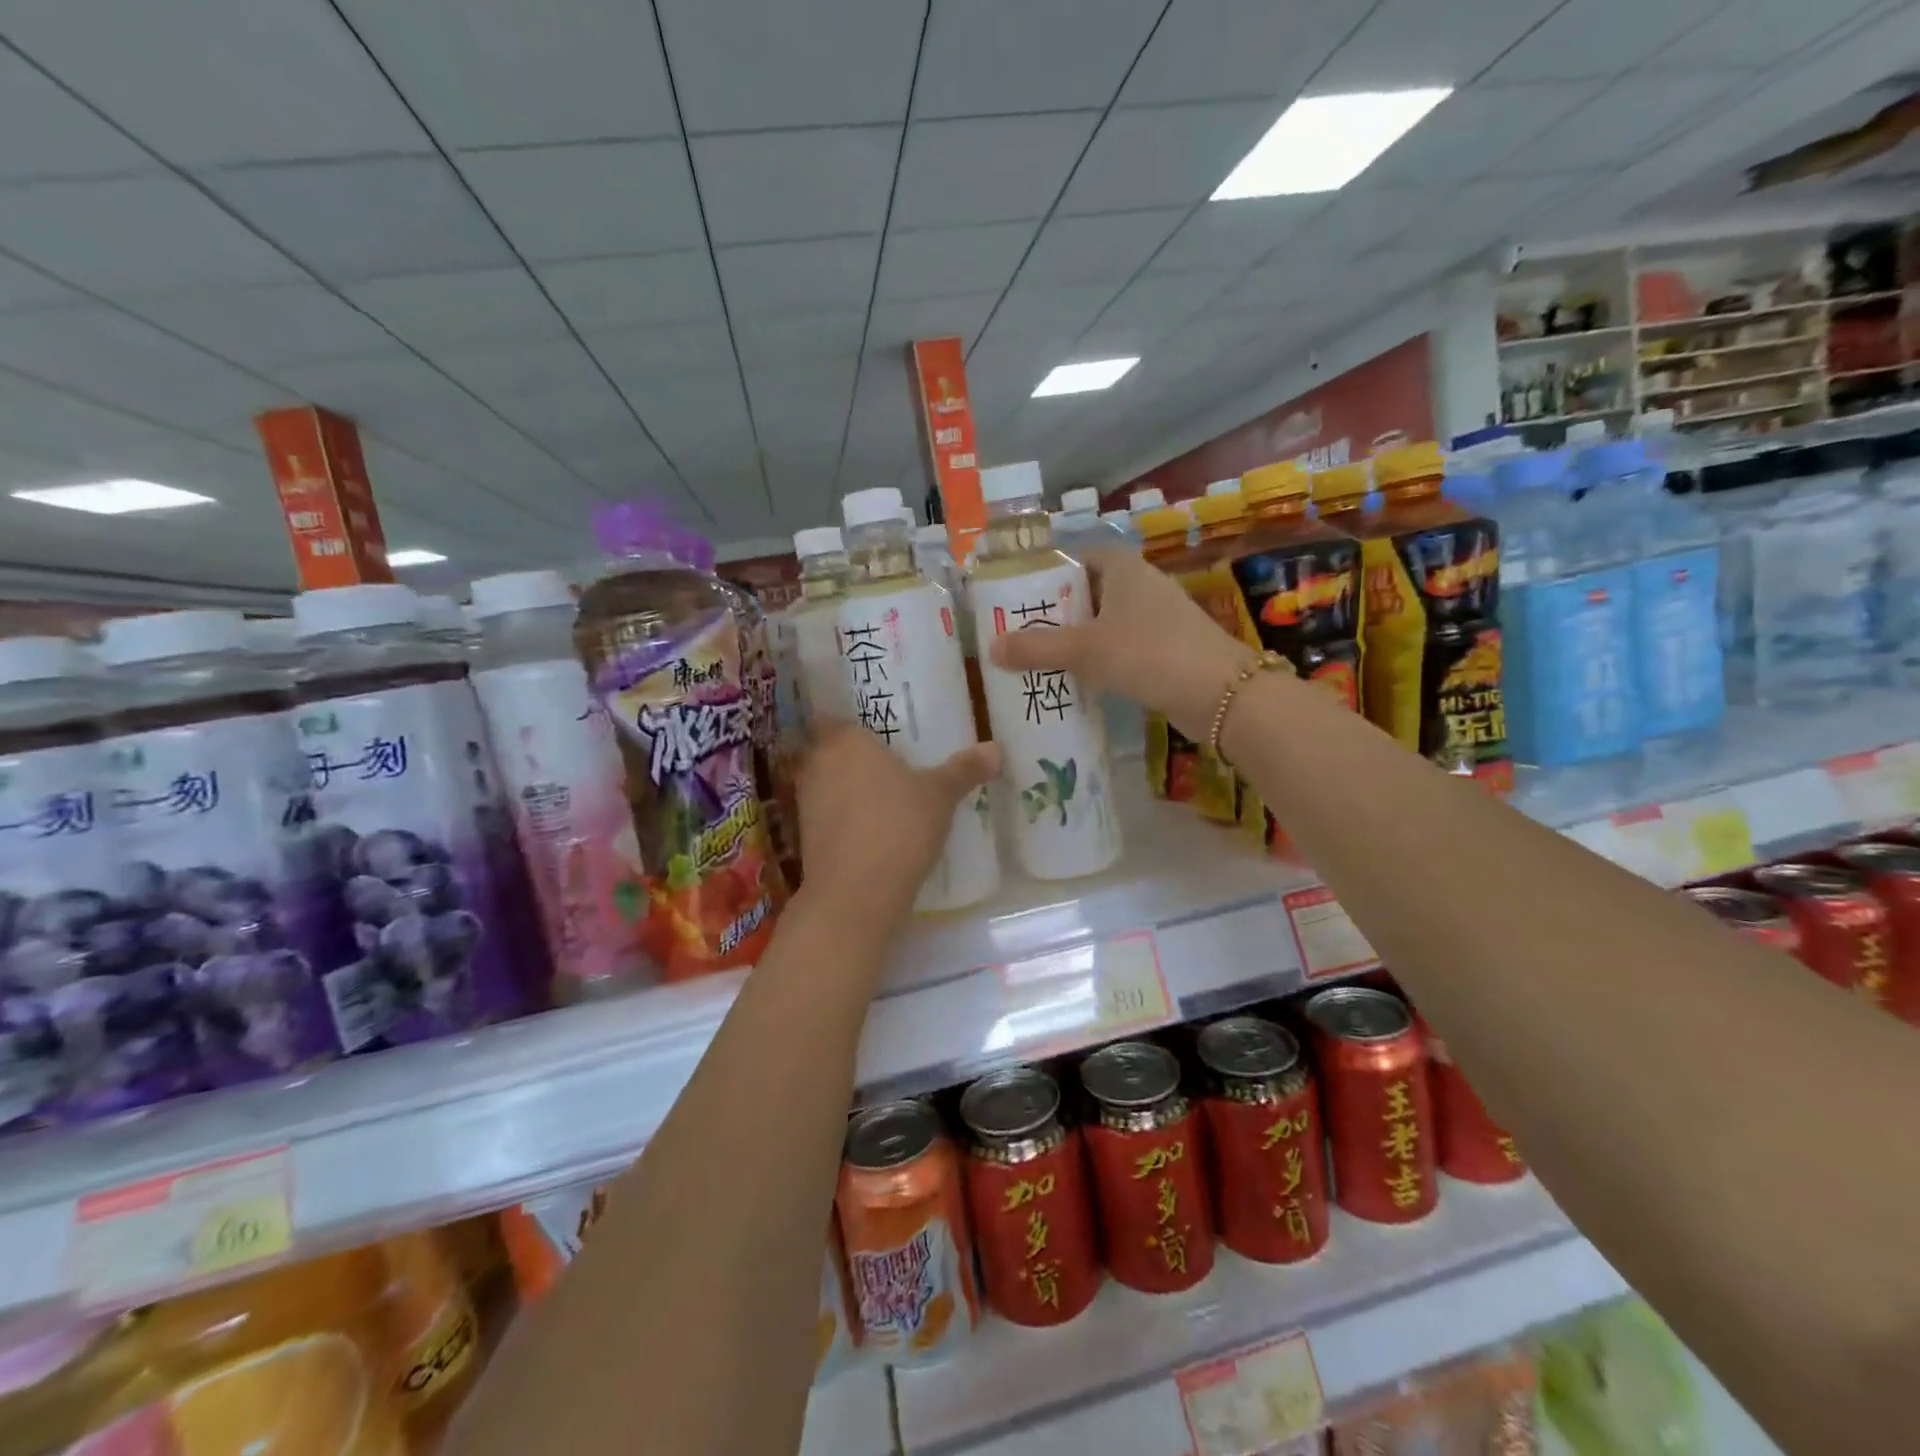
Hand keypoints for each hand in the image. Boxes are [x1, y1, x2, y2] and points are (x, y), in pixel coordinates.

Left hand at [795, 718, 1000, 925]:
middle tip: (886, 758)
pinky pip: (827, 815)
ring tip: (883, 793)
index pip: (832, 715)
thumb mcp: (940, 795)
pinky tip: (872, 828)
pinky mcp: (806, 837)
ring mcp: (806, 803)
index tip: (873, 726)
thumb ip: (964, 769)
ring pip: (826, 783)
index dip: (848, 719)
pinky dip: (844, 817)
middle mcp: (817, 765)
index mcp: (844, 741)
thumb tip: (995, 748)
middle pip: (828, 749)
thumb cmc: (898, 826)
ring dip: (847, 787)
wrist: (856, 894)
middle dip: (852, 754)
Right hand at [989, 546, 1255, 738]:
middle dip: (1058, 612)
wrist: (1219, 693)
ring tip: (1042, 660)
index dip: (1050, 574)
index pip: (1080, 557)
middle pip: (1090, 592)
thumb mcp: (1085, 649)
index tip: (1022, 599)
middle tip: (1023, 634)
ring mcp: (1158, 617)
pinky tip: (1080, 680)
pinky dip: (1101, 658)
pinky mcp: (1168, 648)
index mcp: (1124, 568)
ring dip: (1078, 639)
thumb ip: (1037, 648)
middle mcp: (1142, 584)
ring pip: (1106, 622)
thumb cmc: (1148, 653)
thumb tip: (991, 648)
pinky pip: (1123, 646)